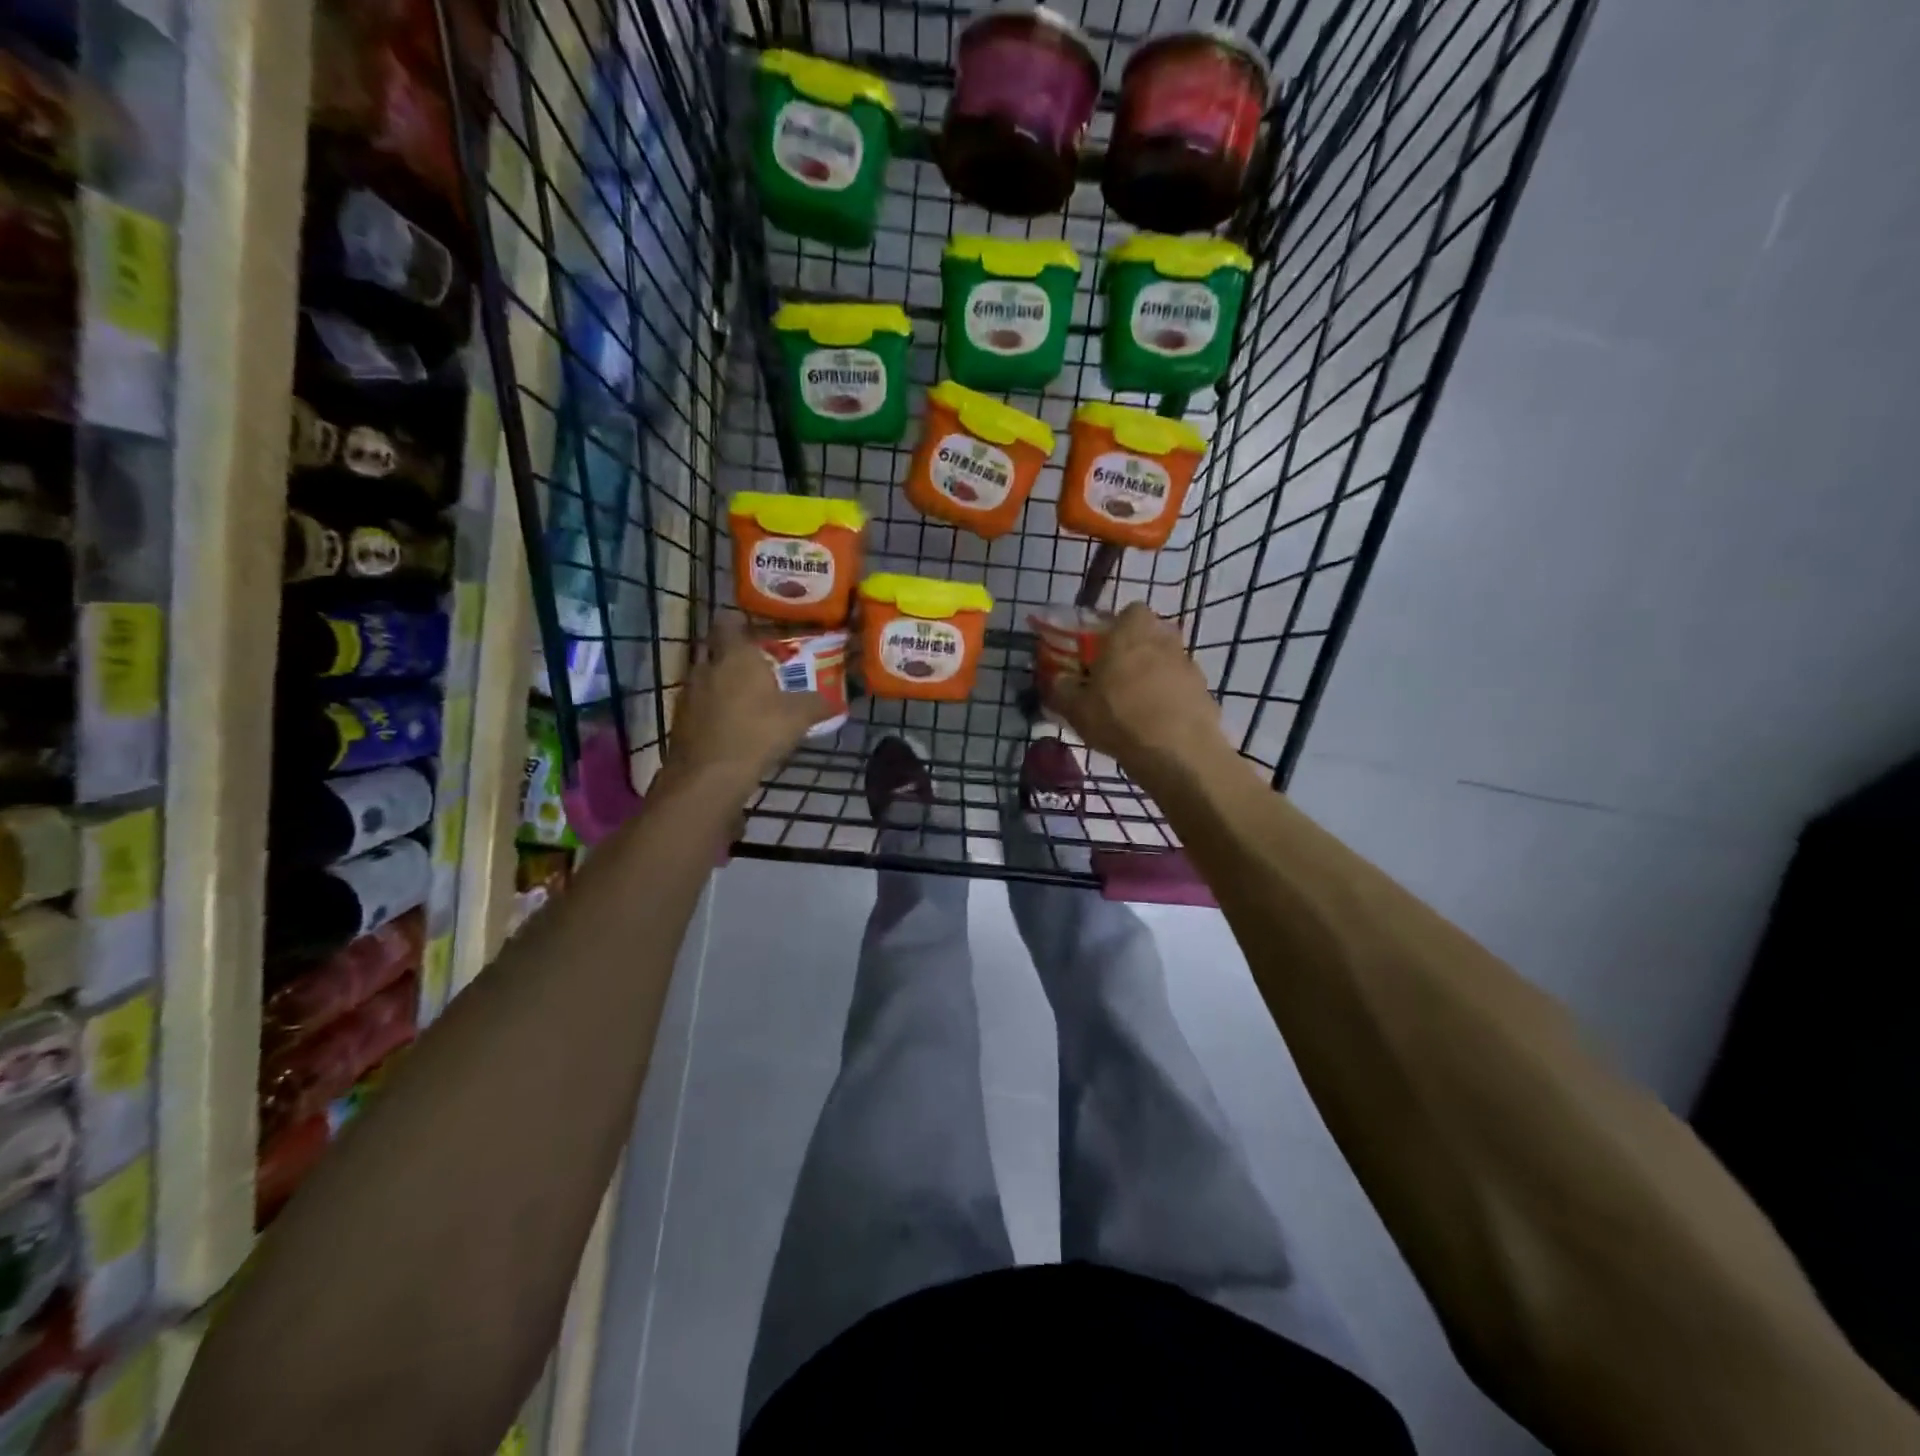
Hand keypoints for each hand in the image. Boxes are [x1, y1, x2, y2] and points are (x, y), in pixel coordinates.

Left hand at [663, 616, 828, 786]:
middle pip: (713, 648)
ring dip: (718, 681)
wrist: (710, 775)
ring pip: (703, 676)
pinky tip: (727, 723)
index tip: (752, 630)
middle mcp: (707, 667)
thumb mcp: (798, 717)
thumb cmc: (758, 732)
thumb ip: (816, 704)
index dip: (738, 623)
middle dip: (728, 653)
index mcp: (736, 656)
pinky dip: (710, 707)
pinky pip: (697, 703)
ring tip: (741, 696)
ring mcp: (688, 693)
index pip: (728, 623)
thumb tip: (834, 701)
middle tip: (750, 664)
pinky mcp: (680, 720)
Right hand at [1046, 603, 1223, 774]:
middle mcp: (1164, 640)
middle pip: (1152, 634)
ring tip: (1138, 703)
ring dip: (1155, 674)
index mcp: (1130, 633)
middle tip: (1118, 675)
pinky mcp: (1205, 691)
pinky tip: (1158, 721)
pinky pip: (1182, 687)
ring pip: (1168, 660)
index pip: (1130, 611)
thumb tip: (1056, 680)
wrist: (1176, 752)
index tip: (1104, 647)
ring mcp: (1189, 665)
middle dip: (1137, 649)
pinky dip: (1172, 697)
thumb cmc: (1118, 718)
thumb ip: (1061, 689)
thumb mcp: (1076, 708)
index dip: (1117, 626)